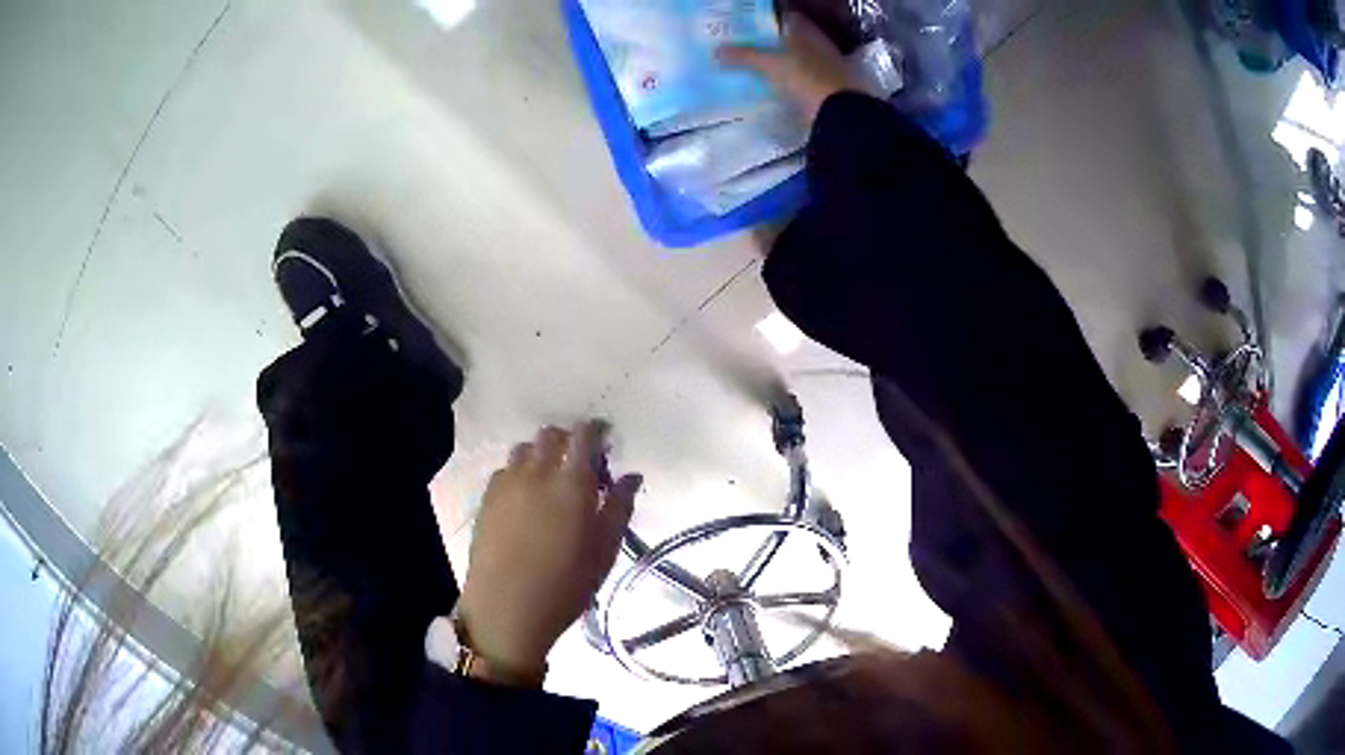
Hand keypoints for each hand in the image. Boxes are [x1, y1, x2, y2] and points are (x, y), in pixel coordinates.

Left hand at [456, 422, 640, 684]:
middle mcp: (537, 472)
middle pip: (550, 435)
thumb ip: (619, 508)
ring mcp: (507, 483)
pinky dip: (518, 473)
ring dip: (540, 455)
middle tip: (579, 466)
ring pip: (524, 448)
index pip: (584, 435)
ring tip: (549, 480)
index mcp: (572, 484)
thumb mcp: (604, 551)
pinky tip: (524, 499)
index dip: (596, 432)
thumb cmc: (566, 585)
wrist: (506, 609)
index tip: (604, 444)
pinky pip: (505, 470)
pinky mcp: (486, 498)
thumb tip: (631, 476)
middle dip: (567, 441)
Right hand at [717, 13, 857, 122]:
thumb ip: (745, 56)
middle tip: (747, 47)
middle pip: (793, 40)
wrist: (839, 113)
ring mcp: (827, 70)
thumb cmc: (806, 77)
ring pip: (799, 61)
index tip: (750, 26)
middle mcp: (821, 47)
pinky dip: (789, 83)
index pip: (789, 18)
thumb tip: (717, 51)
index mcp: (810, 34)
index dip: (770, 20)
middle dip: (772, 44)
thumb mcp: (770, 64)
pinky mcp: (828, 91)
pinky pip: (803, 81)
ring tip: (756, 69)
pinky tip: (774, 89)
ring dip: (781, 65)